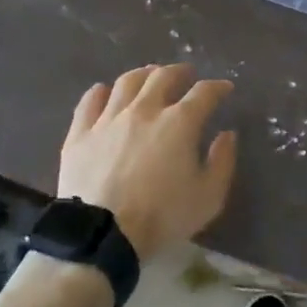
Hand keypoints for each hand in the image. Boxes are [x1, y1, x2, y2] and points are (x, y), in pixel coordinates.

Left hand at [58, 64, 237, 259]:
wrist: (102, 234)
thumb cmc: (162, 217)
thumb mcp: (208, 197)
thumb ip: (222, 162)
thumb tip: (227, 134)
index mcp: (179, 122)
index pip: (204, 93)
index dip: (217, 87)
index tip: (225, 88)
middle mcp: (144, 109)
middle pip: (163, 77)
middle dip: (180, 72)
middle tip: (186, 75)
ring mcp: (109, 118)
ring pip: (127, 82)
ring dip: (143, 74)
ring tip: (150, 76)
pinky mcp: (80, 133)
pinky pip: (90, 101)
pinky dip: (100, 92)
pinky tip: (105, 92)